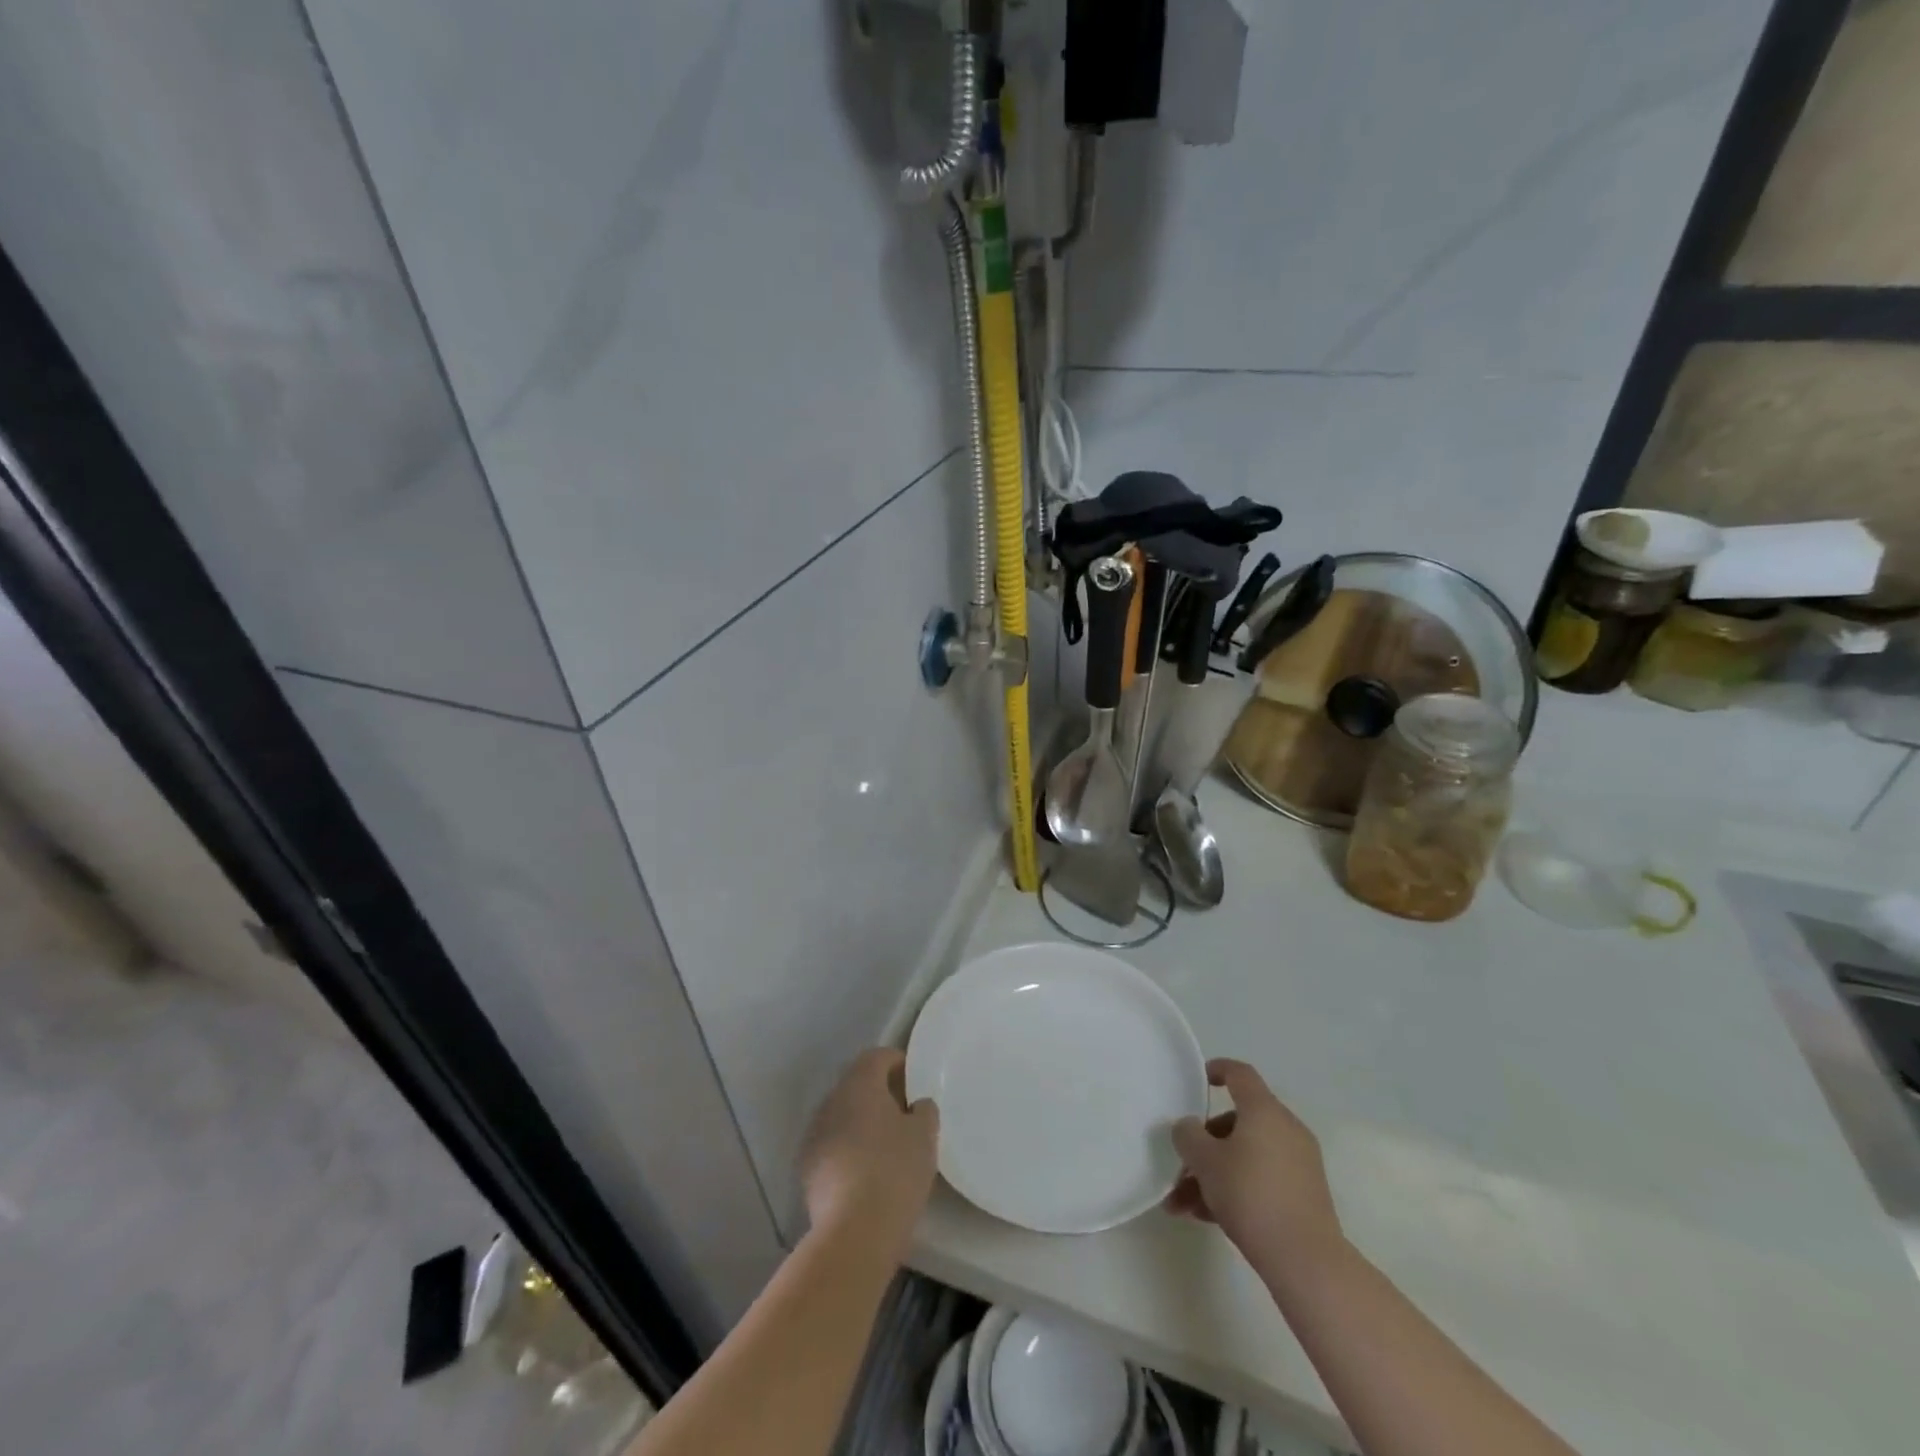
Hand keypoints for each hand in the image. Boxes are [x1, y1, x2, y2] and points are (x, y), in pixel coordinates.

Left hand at [799, 1048, 939, 1252]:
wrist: (854, 1231)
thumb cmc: (895, 1171)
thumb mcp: (925, 1136)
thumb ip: (924, 1110)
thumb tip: (917, 1105)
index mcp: (860, 1084)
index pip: (876, 1056)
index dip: (896, 1061)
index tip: (913, 1079)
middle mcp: (832, 1101)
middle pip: (856, 1085)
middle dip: (878, 1093)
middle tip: (903, 1112)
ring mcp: (815, 1134)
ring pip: (842, 1115)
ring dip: (861, 1122)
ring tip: (885, 1145)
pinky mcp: (807, 1168)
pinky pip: (832, 1144)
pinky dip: (848, 1149)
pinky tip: (866, 1172)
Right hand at [1166, 1059, 1343, 1278]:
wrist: (1306, 1261)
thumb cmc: (1251, 1195)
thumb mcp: (1205, 1161)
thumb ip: (1188, 1135)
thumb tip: (1188, 1127)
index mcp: (1264, 1110)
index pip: (1240, 1074)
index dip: (1218, 1070)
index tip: (1197, 1079)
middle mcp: (1285, 1129)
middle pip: (1237, 1122)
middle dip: (1204, 1144)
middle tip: (1180, 1166)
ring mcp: (1298, 1164)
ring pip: (1245, 1156)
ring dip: (1213, 1175)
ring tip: (1182, 1206)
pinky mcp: (1304, 1196)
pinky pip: (1261, 1179)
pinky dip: (1235, 1190)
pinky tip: (1206, 1218)